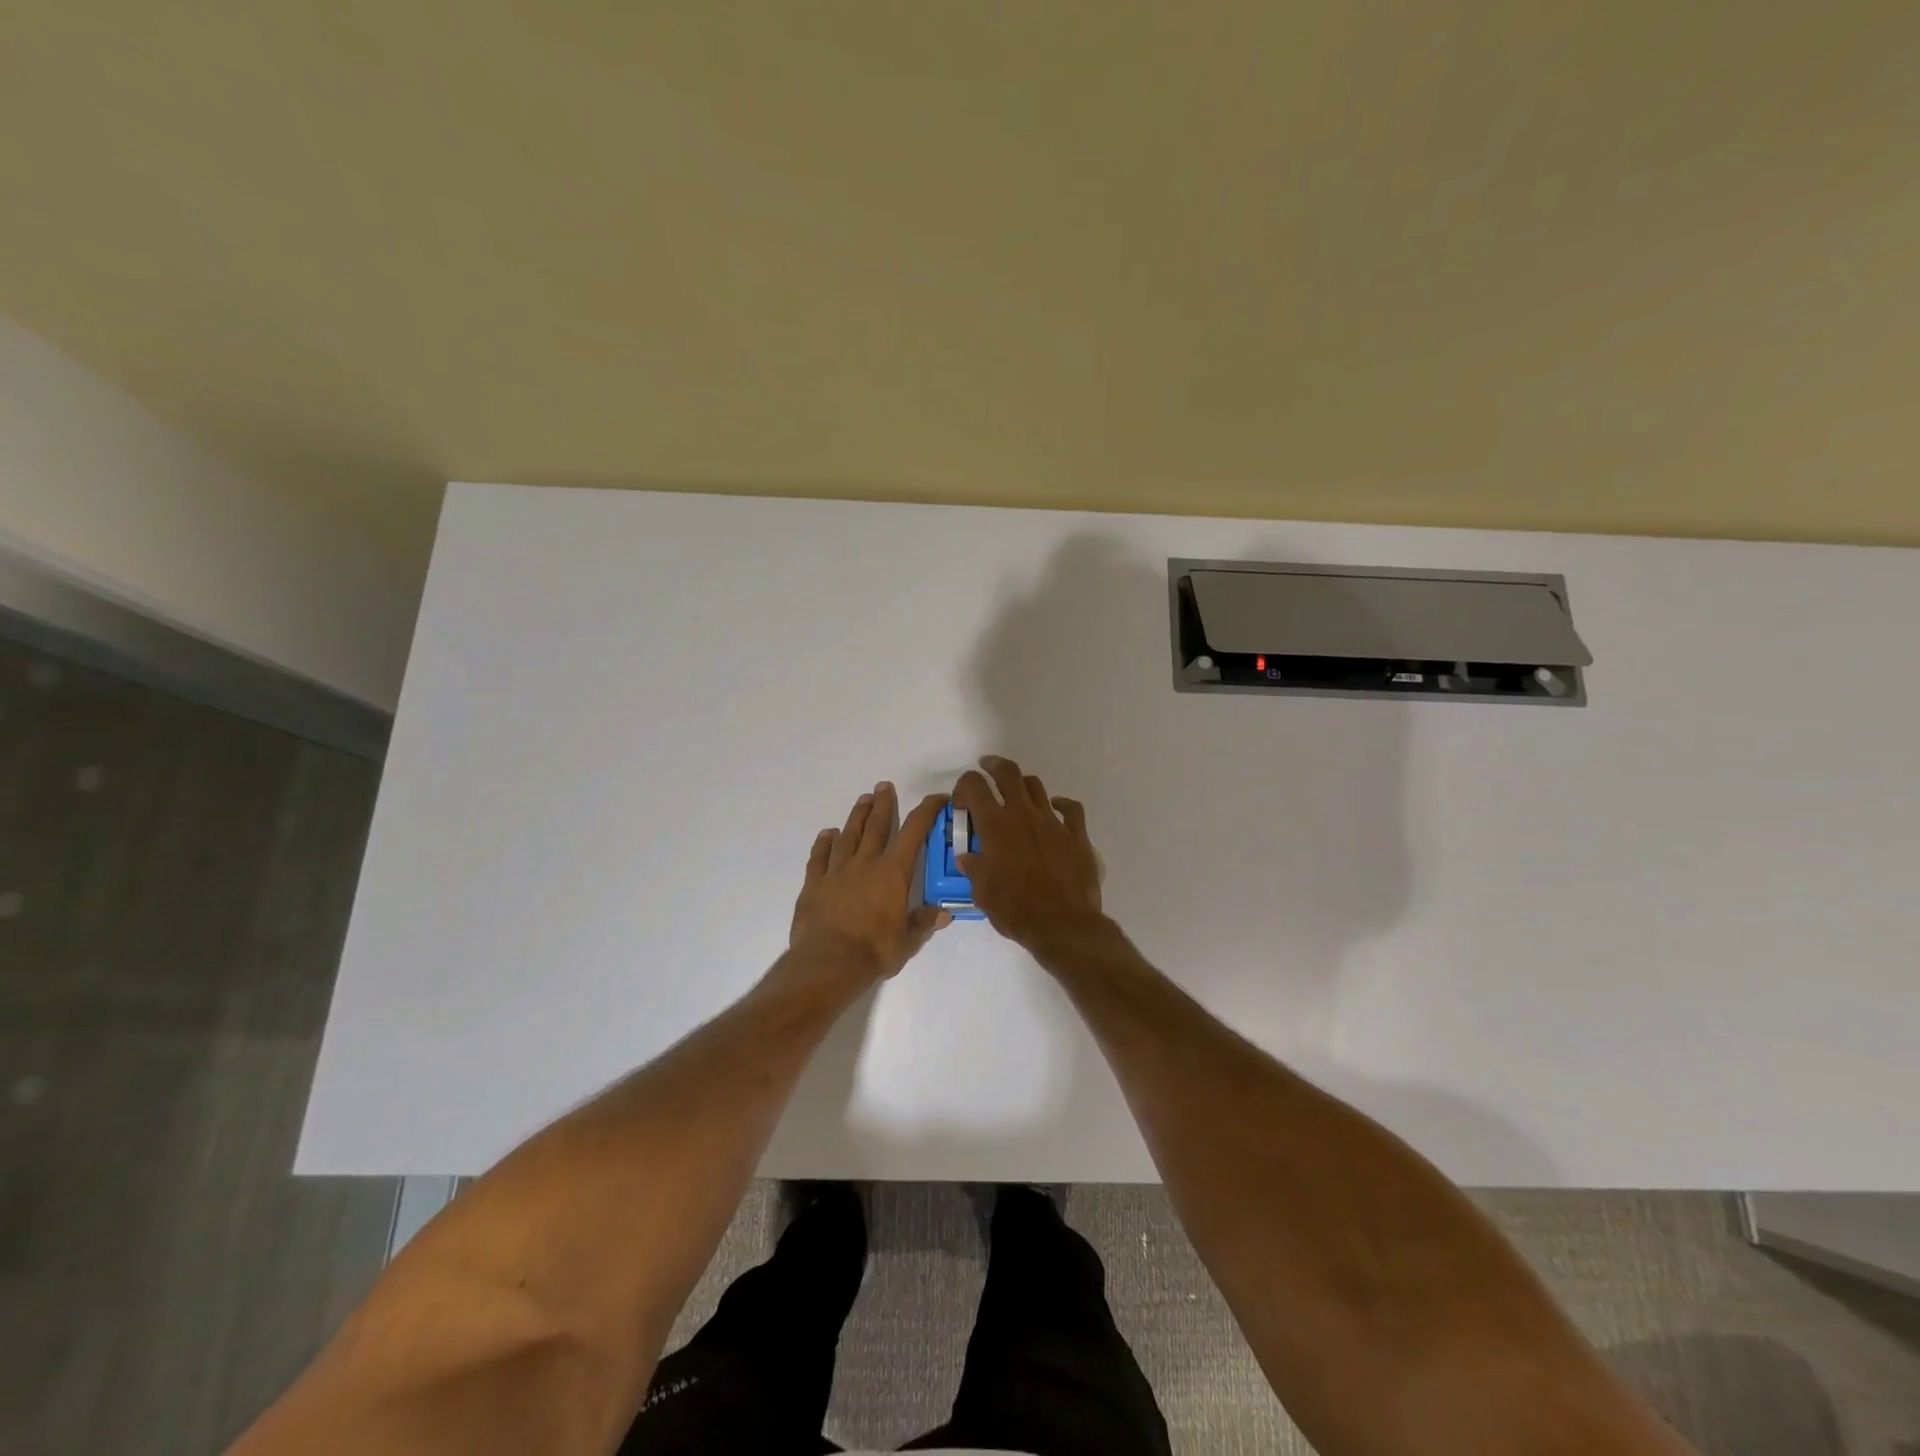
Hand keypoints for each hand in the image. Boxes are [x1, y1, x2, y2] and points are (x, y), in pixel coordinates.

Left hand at [790, 782, 950, 983]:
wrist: (828, 963)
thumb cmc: (874, 951)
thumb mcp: (907, 942)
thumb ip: (923, 923)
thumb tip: (944, 914)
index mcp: (893, 873)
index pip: (914, 832)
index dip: (927, 811)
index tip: (937, 798)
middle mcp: (866, 863)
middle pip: (877, 825)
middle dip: (883, 804)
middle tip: (884, 786)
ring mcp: (837, 871)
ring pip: (848, 835)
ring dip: (857, 816)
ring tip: (862, 800)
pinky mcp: (814, 883)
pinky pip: (819, 857)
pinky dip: (823, 843)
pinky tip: (827, 834)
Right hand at [952, 756, 1105, 951]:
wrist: (1063, 924)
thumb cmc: (1015, 909)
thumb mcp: (982, 893)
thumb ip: (974, 869)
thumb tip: (968, 858)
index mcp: (995, 826)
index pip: (975, 787)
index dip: (965, 785)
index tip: (962, 799)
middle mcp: (1023, 815)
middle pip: (1009, 774)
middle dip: (994, 766)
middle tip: (987, 767)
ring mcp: (1053, 822)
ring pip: (1037, 787)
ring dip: (1023, 785)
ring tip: (1017, 792)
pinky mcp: (1077, 835)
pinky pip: (1070, 809)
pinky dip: (1060, 804)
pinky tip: (1055, 809)